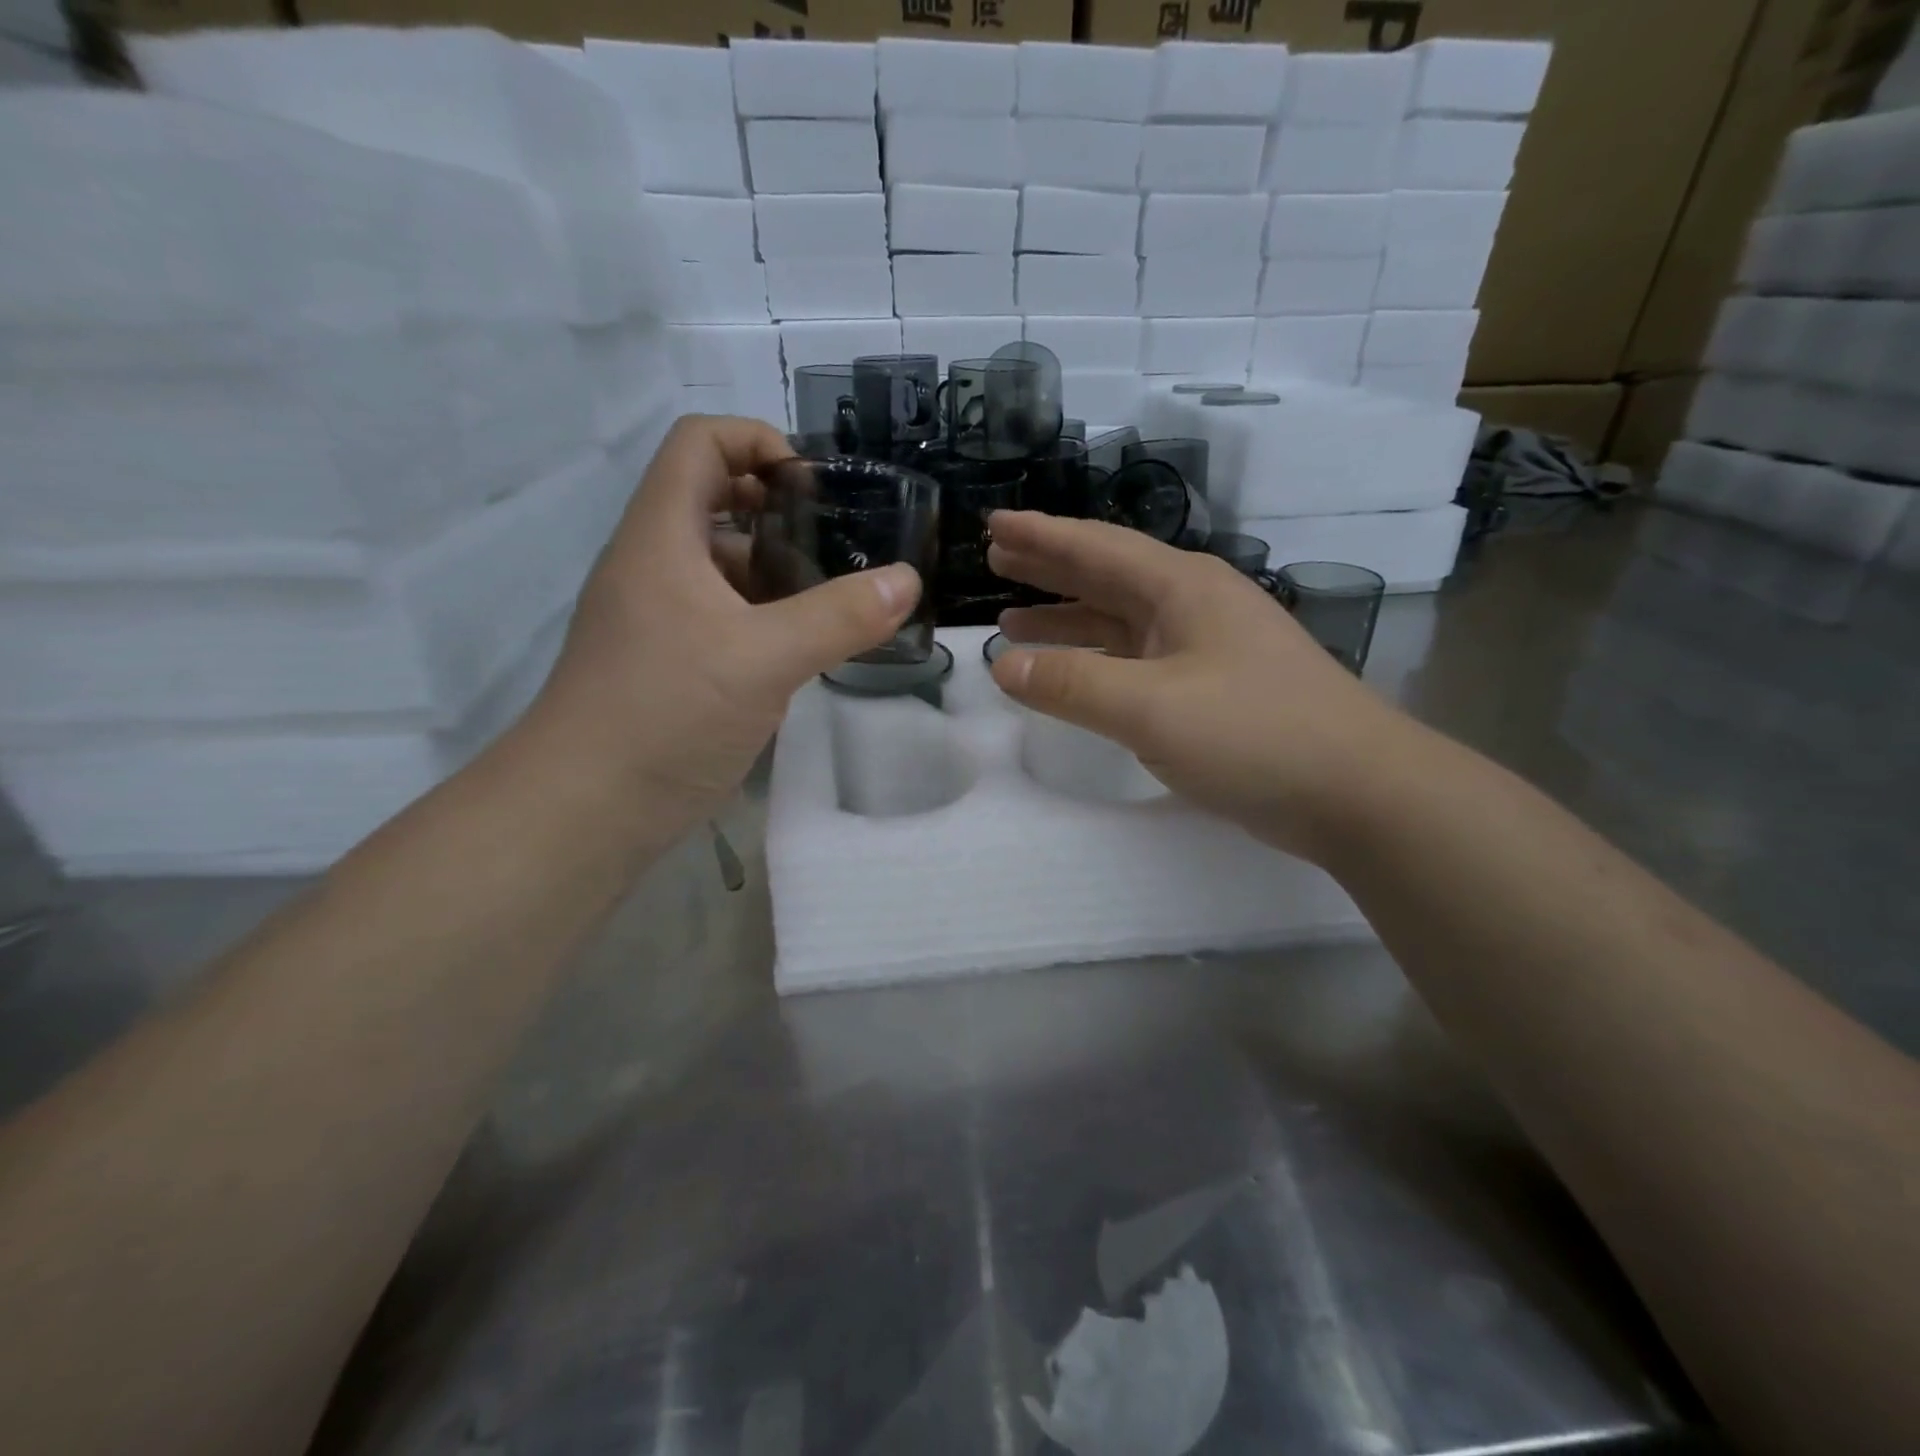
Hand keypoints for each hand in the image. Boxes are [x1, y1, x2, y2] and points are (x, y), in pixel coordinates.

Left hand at [526, 416, 920, 831]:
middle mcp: (654, 565)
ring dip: (776, 568)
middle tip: (838, 541)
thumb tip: (907, 580)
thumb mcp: (763, 659)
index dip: (757, 440)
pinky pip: (722, 615)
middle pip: (712, 499)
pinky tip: (803, 647)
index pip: (700, 443)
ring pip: (721, 565)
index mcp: (661, 537)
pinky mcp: (669, 662)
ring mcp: (658, 617)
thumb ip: (840, 617)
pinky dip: (764, 615)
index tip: (814, 486)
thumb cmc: (666, 713)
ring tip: (834, 595)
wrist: (586, 808)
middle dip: (778, 508)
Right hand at [987, 510, 1406, 861]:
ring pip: (1120, 621)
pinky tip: (1073, 673)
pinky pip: (1136, 660)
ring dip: (1067, 619)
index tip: (993, 523)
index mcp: (1181, 587)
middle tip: (996, 558)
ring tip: (1012, 621)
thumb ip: (1071, 684)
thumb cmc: (1254, 733)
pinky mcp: (1212, 688)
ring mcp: (1206, 647)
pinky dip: (1097, 661)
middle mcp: (1193, 605)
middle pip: (1107, 575)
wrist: (1357, 790)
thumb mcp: (1151, 707)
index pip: (1096, 547)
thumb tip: (1001, 665)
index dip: (1041, 535)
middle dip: (1049, 567)